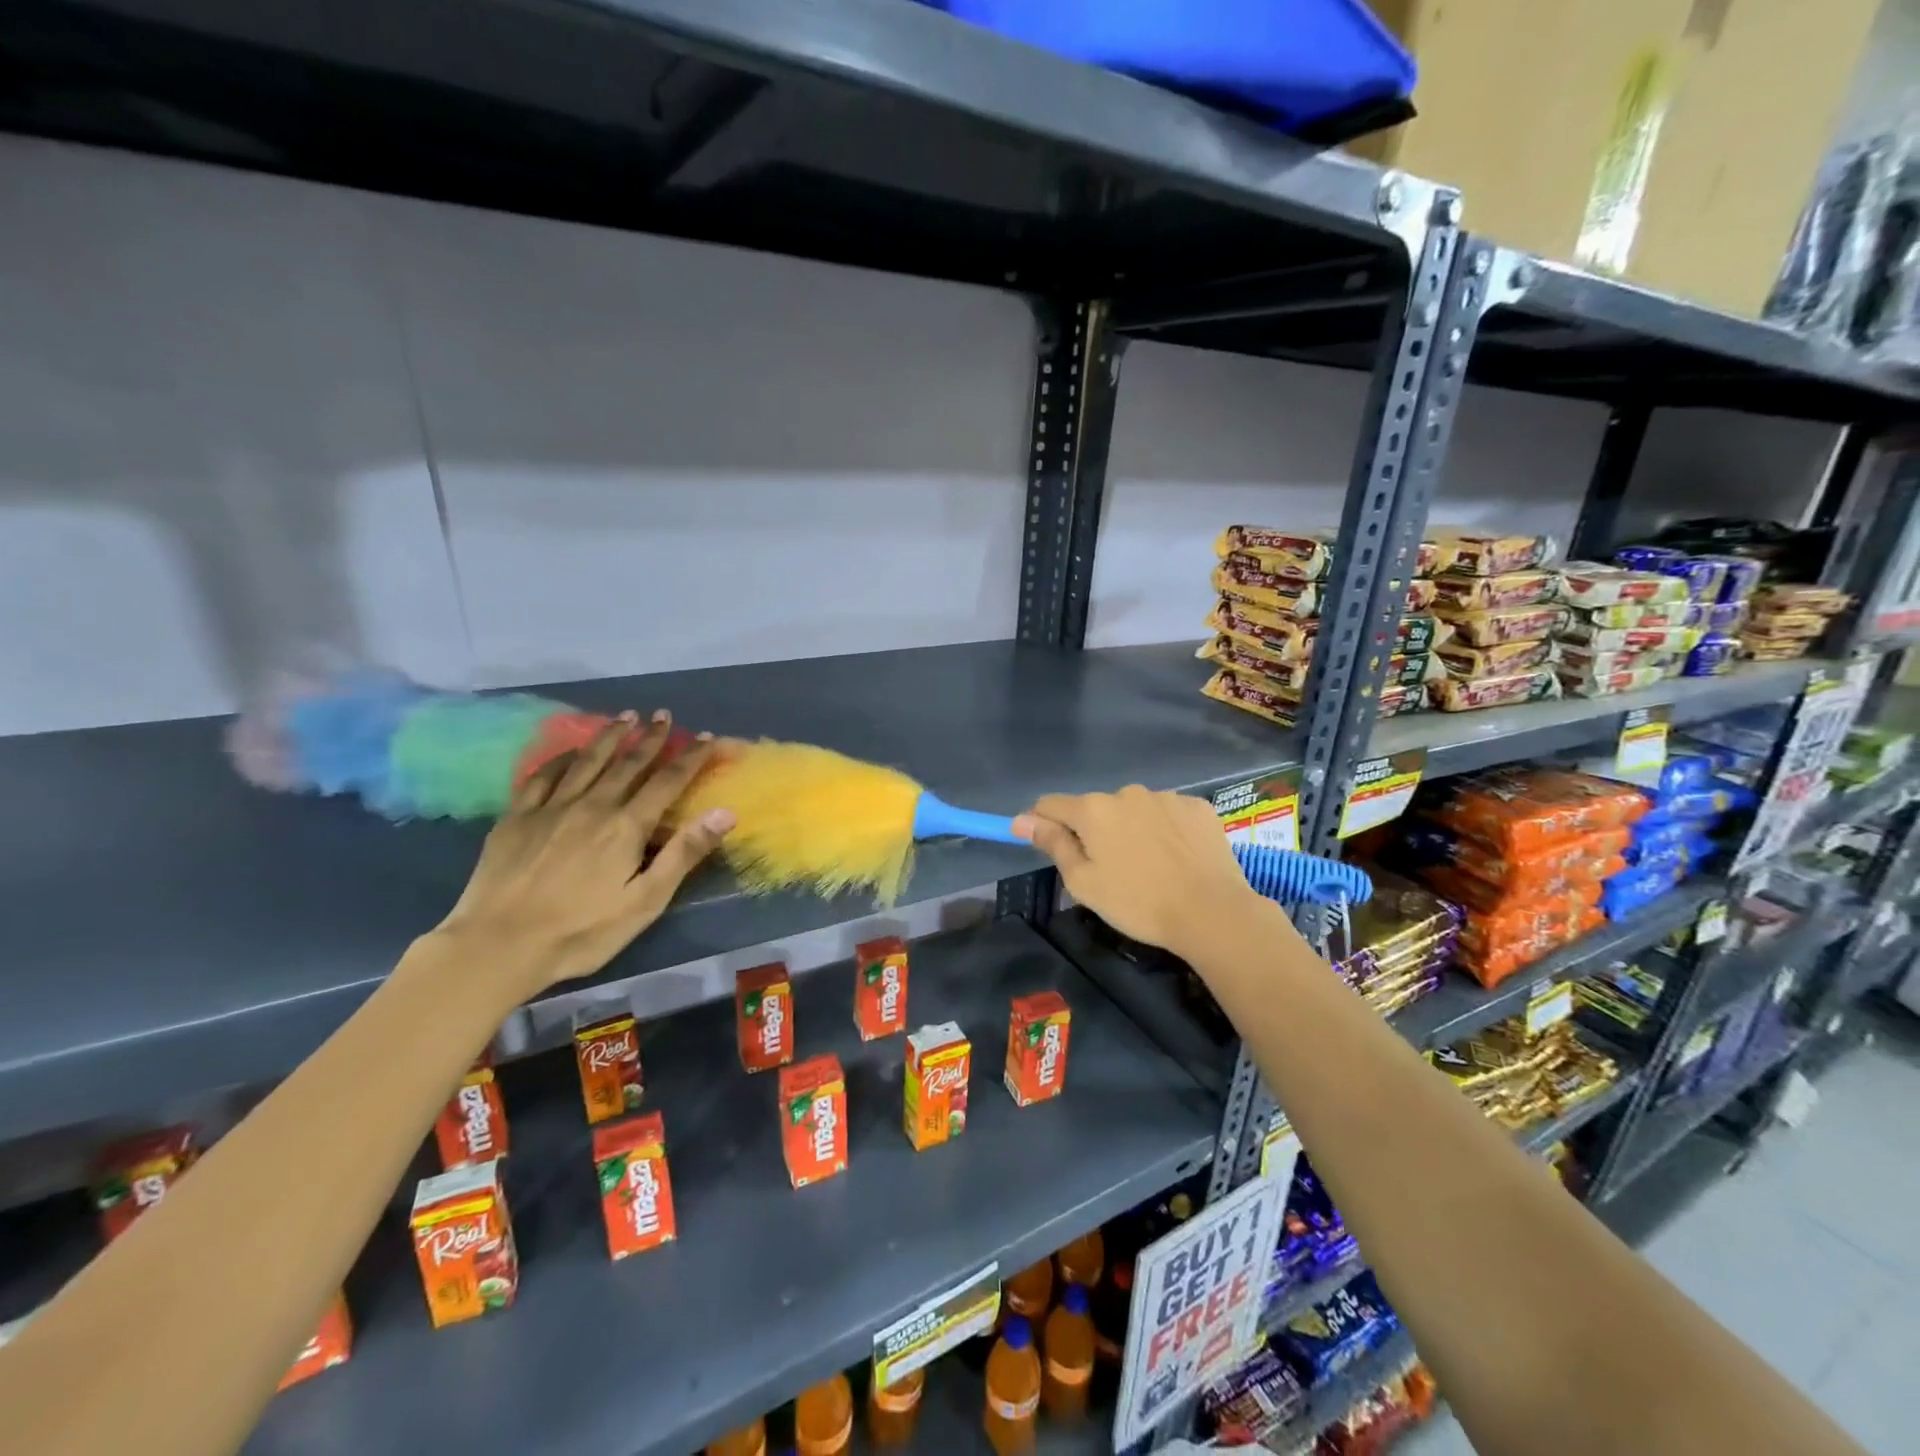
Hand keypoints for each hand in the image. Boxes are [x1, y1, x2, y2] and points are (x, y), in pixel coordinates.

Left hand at [435, 711, 733, 997]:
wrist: (497, 946)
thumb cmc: (582, 931)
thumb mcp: (645, 901)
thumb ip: (684, 853)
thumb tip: (724, 812)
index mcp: (626, 826)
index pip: (667, 781)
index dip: (690, 757)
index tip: (707, 737)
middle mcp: (591, 805)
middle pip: (628, 764)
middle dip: (651, 738)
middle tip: (664, 715)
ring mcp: (550, 808)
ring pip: (587, 761)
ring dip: (609, 736)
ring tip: (625, 717)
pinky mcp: (515, 818)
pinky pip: (542, 776)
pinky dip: (560, 758)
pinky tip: (569, 752)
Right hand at [1013, 786, 1268, 959]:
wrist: (1212, 912)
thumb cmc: (1138, 903)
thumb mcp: (1083, 882)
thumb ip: (1053, 844)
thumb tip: (1022, 820)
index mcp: (1093, 809)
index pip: (1051, 805)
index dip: (1041, 822)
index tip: (1044, 843)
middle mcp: (1127, 792)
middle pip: (1095, 808)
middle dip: (1093, 831)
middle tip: (1108, 870)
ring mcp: (1166, 796)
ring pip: (1134, 810)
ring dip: (1130, 829)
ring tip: (1148, 866)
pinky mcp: (1197, 807)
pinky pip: (1167, 814)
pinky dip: (1164, 830)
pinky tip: (1176, 858)